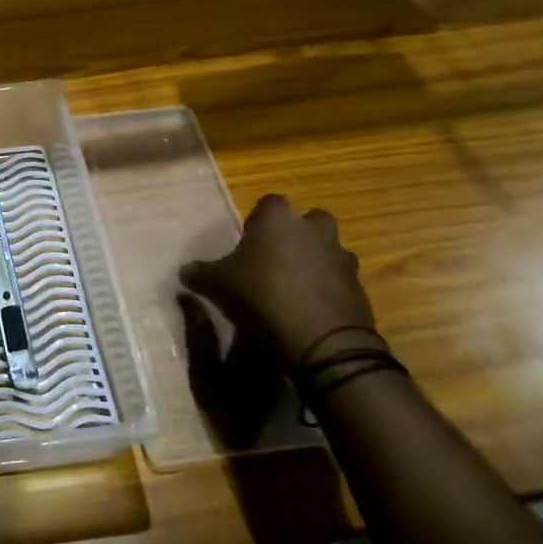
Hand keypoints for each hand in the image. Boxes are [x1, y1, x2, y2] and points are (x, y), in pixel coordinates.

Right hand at [181, 195, 379, 372]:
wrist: (321, 340)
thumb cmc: (261, 295)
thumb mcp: (218, 285)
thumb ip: (201, 273)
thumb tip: (184, 270)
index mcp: (278, 218)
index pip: (269, 203)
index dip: (258, 221)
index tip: (249, 243)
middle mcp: (313, 229)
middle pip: (307, 222)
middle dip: (295, 237)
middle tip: (275, 261)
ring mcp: (341, 257)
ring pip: (327, 250)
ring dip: (315, 262)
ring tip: (294, 289)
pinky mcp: (358, 287)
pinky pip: (339, 280)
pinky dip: (327, 290)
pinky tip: (310, 312)